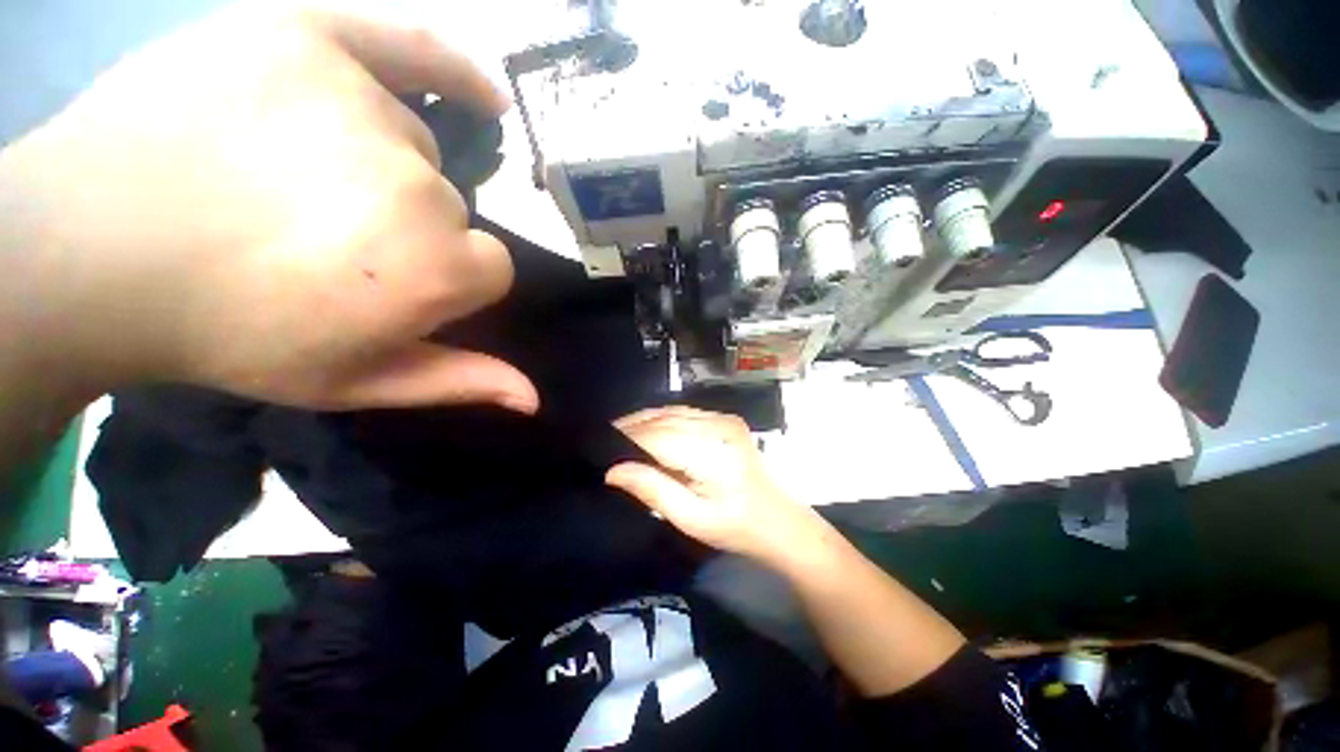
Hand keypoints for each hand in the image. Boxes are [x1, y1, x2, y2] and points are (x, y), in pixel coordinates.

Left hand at [0, 3, 536, 411]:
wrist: (89, 250)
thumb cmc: (229, 332)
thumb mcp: (356, 381)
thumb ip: (459, 382)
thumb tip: (534, 397)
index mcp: (434, 269)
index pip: (492, 266)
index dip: (452, 279)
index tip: (395, 283)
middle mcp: (416, 186)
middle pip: (451, 205)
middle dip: (409, 227)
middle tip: (325, 236)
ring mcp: (359, 102)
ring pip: (413, 143)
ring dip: (380, 165)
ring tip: (299, 175)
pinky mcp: (307, 38)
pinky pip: (409, 48)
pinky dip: (449, 68)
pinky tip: (481, 93)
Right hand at [608, 407, 821, 561]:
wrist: (777, 520)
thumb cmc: (735, 527)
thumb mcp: (691, 518)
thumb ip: (652, 490)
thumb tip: (612, 471)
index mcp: (710, 451)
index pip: (657, 436)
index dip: (625, 439)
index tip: (598, 445)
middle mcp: (717, 425)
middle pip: (663, 419)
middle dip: (631, 427)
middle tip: (602, 440)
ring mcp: (723, 418)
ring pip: (671, 411)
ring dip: (644, 421)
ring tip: (618, 434)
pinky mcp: (726, 419)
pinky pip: (685, 412)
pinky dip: (663, 419)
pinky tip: (648, 429)